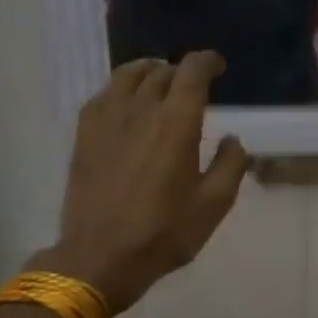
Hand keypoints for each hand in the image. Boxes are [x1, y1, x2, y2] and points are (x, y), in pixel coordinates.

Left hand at [34, 53, 248, 313]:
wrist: (100, 256)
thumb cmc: (164, 232)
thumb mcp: (214, 204)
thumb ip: (231, 165)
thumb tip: (233, 139)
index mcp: (177, 122)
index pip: (192, 70)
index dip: (208, 61)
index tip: (218, 67)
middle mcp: (140, 109)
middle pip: (161, 70)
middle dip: (181, 71)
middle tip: (193, 86)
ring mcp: (107, 119)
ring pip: (127, 75)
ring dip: (149, 72)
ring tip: (159, 82)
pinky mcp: (85, 134)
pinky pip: (103, 94)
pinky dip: (121, 89)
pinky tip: (126, 103)